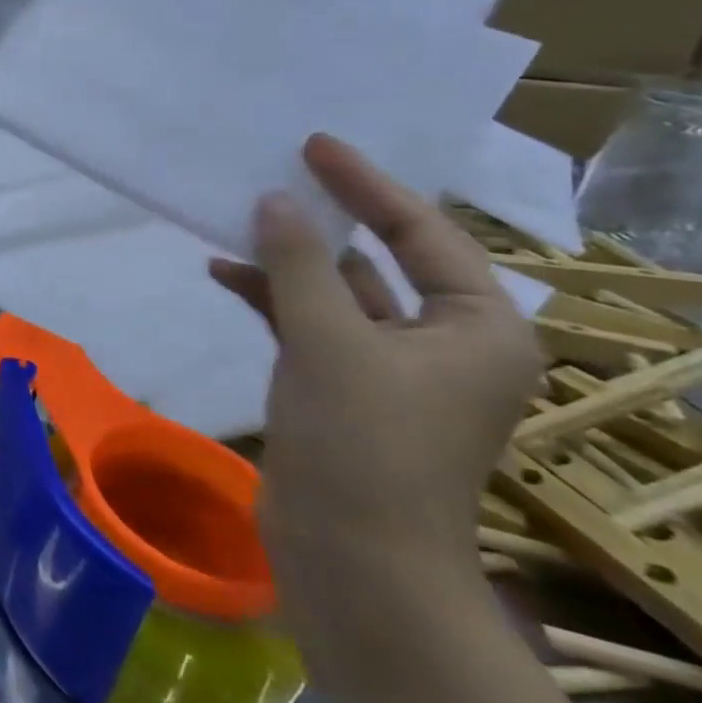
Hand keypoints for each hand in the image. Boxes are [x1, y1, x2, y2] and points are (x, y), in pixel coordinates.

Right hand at [210, 136, 542, 635]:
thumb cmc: (362, 443)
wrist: (352, 557)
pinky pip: (308, 322)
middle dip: (327, 218)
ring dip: (289, 258)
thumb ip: (300, 264)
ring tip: (238, 218)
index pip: (422, 233)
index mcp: (477, 327)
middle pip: (383, 258)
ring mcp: (388, 365)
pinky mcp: (342, 385)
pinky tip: (224, 273)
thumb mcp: (329, 342)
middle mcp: (442, 340)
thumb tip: (275, 201)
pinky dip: (271, 297)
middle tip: (280, 170)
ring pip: (337, 289)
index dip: (367, 185)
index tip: (316, 145)